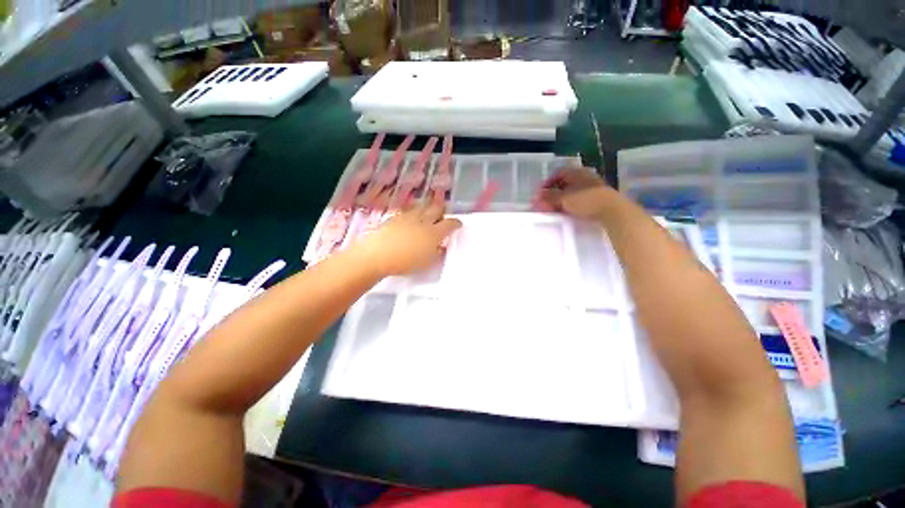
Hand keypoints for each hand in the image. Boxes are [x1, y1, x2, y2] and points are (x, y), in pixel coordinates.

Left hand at [352, 204, 461, 276]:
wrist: (378, 254)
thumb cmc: (405, 262)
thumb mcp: (427, 262)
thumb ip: (437, 253)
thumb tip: (441, 247)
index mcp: (434, 233)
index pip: (450, 224)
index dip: (456, 223)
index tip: (458, 224)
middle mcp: (423, 220)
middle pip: (437, 209)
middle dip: (442, 210)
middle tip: (443, 214)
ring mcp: (409, 216)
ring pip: (423, 206)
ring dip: (428, 208)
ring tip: (429, 212)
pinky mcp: (396, 217)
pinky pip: (409, 210)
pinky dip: (415, 212)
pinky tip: (412, 218)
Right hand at [538, 167, 614, 219]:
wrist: (613, 211)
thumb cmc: (587, 201)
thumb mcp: (564, 199)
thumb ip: (549, 197)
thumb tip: (536, 196)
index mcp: (577, 173)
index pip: (558, 173)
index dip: (547, 183)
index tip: (540, 194)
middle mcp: (585, 177)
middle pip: (565, 183)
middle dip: (553, 193)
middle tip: (545, 203)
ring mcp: (593, 187)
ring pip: (573, 191)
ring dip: (562, 199)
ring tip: (555, 209)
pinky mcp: (598, 198)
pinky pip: (580, 199)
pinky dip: (571, 204)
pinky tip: (568, 212)